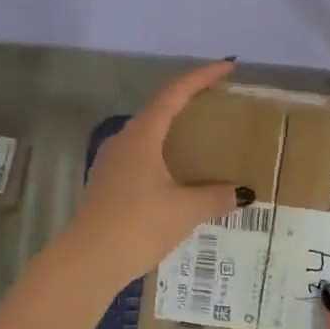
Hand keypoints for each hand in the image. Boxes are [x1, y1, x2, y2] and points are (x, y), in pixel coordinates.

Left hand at [63, 61, 246, 290]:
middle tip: (219, 102)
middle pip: (160, 108)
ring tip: (201, 138)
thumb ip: (216, 197)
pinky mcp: (107, 181)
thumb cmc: (137, 226)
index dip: (202, 76)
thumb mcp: (184, 211)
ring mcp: (112, 159)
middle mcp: (125, 139)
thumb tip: (243, 193)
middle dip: (189, 101)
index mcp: (143, 134)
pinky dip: (163, 152)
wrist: (86, 262)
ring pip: (149, 132)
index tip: (227, 66)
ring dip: (174, 129)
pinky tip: (176, 174)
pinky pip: (140, 153)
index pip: (175, 92)